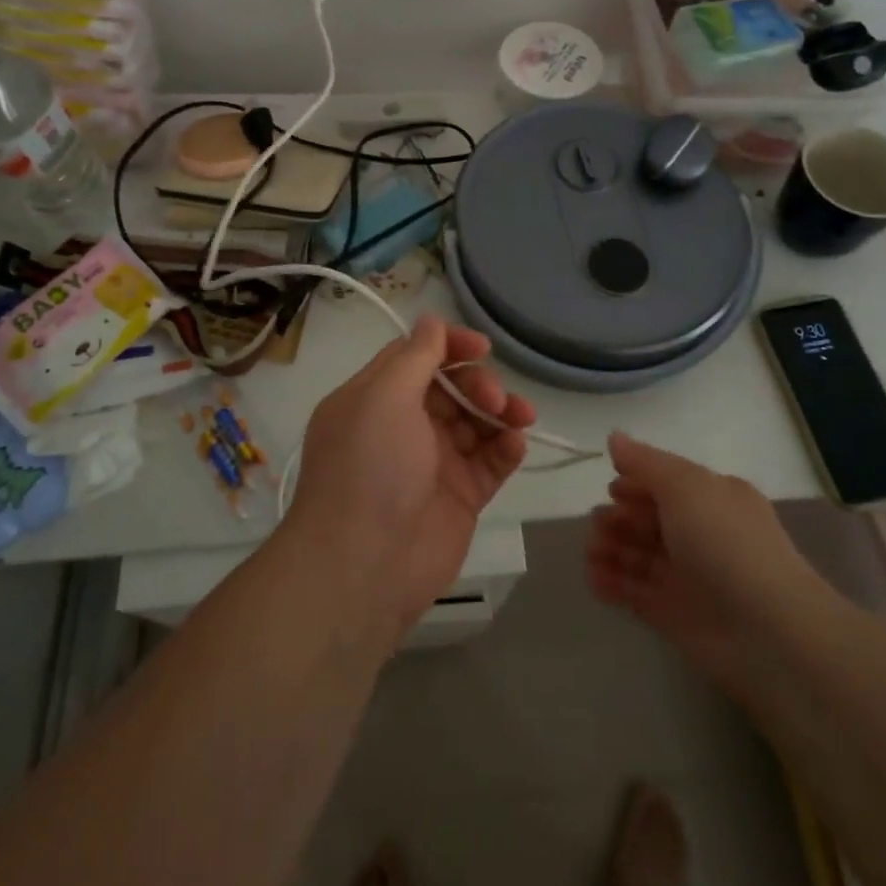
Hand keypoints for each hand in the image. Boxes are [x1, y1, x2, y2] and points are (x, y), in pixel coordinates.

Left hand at [284, 315, 532, 642]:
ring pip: (476, 422)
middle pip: (451, 388)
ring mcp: (433, 463)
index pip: (416, 357)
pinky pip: (490, 461)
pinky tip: (515, 444)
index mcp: (375, 399)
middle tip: (494, 398)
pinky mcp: (460, 496)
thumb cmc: (370, 467)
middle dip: (478, 383)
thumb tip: (431, 320)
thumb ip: (415, 356)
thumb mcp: (384, 397)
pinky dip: (506, 448)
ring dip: (502, 412)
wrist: (365, 566)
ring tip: (520, 418)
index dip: (449, 347)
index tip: (481, 349)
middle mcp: (403, 427)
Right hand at [588, 432, 820, 701]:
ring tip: (592, 553)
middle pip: (647, 519)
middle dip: (618, 518)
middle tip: (598, 526)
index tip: (611, 489)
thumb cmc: (725, 541)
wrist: (766, 631)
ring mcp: (686, 576)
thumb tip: (614, 437)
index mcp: (711, 498)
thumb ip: (645, 462)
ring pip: (637, 555)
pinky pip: (634, 592)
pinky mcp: (673, 615)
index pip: (664, 484)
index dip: (635, 484)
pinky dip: (612, 583)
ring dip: (609, 549)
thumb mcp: (685, 485)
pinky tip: (595, 579)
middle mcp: (700, 534)